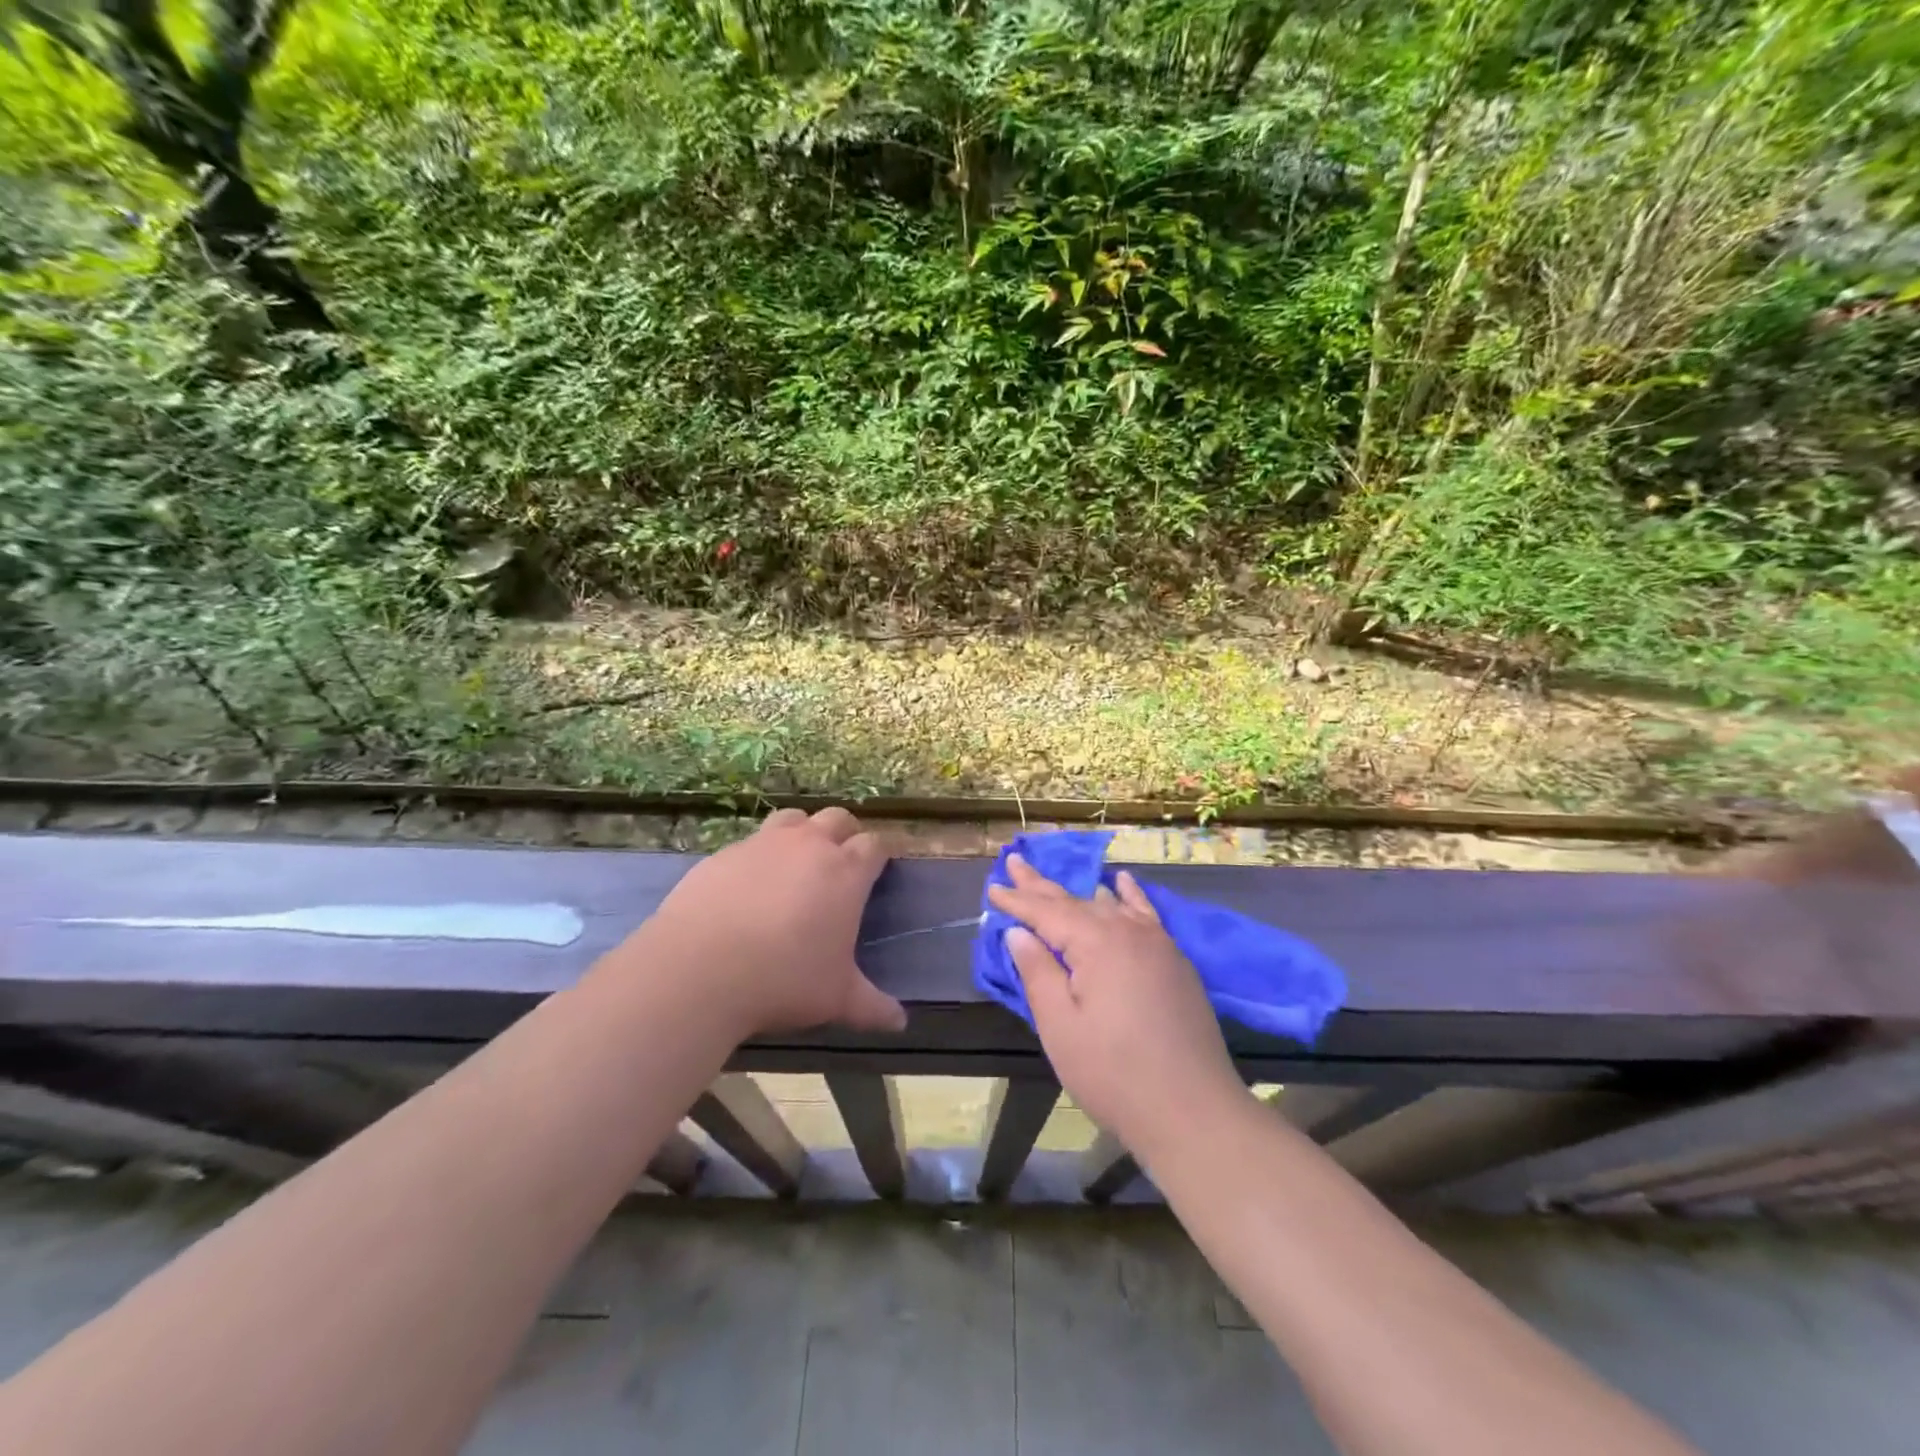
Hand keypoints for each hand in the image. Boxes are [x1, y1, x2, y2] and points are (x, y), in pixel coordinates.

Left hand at [627, 808, 906, 1038]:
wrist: (700, 970)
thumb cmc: (784, 980)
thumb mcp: (836, 999)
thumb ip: (872, 1007)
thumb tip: (900, 1023)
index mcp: (846, 872)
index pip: (875, 845)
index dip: (879, 855)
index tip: (879, 870)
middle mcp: (809, 846)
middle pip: (837, 818)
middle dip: (845, 834)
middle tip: (841, 863)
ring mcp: (763, 844)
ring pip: (794, 818)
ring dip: (803, 832)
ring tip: (797, 862)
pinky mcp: (724, 853)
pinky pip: (751, 842)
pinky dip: (759, 855)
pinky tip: (749, 886)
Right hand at [988, 855, 1243, 1154]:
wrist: (1192, 1110)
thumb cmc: (1114, 1073)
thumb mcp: (1061, 1026)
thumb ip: (1038, 973)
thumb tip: (1019, 933)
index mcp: (1096, 943)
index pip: (1046, 913)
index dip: (1017, 901)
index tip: (993, 888)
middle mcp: (1127, 931)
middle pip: (1075, 901)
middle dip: (1041, 886)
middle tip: (1015, 861)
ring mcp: (1157, 943)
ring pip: (1108, 905)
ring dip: (1077, 891)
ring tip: (1052, 876)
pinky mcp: (1175, 961)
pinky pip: (1146, 914)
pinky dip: (1129, 895)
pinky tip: (1122, 881)